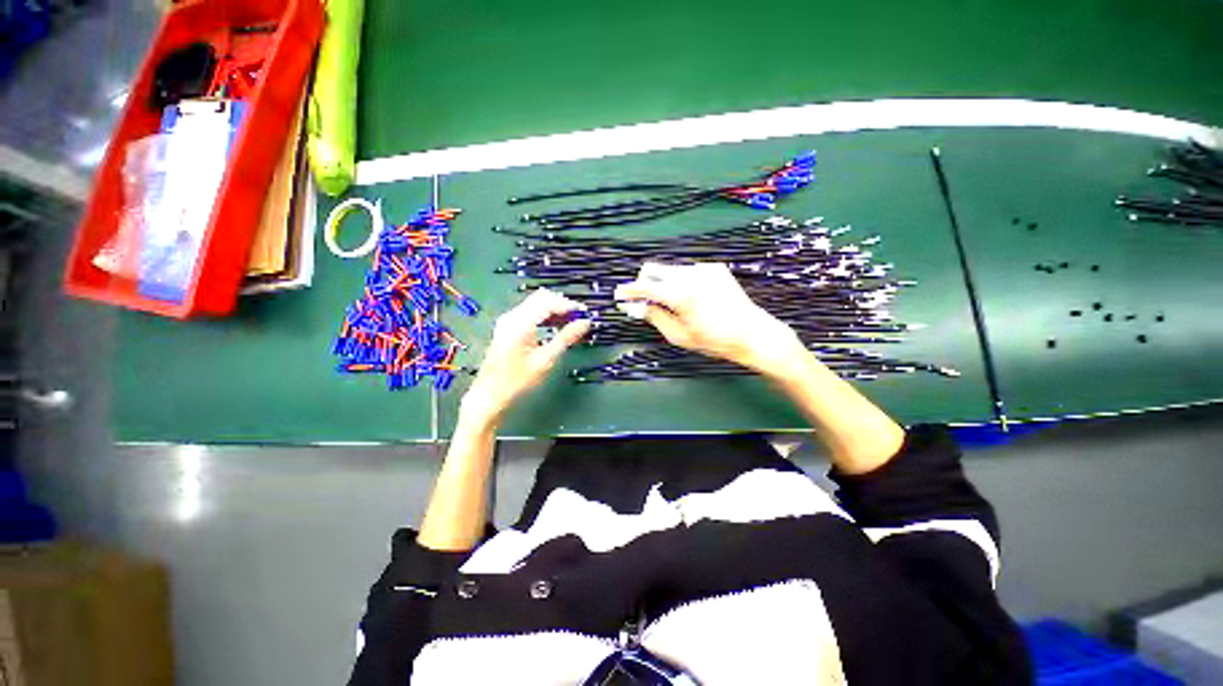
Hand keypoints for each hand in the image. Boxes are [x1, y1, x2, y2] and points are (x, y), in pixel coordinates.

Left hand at [462, 289, 590, 423]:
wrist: (490, 395)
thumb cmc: (518, 380)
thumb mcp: (546, 359)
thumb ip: (566, 337)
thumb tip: (585, 323)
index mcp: (521, 322)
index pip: (549, 302)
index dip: (569, 305)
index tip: (586, 314)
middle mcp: (513, 316)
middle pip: (541, 298)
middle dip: (562, 304)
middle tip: (580, 317)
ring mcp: (508, 321)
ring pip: (536, 304)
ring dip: (555, 309)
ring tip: (572, 322)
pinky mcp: (508, 328)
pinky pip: (530, 313)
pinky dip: (546, 315)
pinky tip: (556, 326)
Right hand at [614, 262, 801, 371]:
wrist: (753, 333)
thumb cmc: (713, 341)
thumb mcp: (679, 335)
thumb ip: (654, 317)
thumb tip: (632, 307)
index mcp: (680, 294)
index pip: (644, 286)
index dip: (628, 291)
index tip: (618, 295)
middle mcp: (690, 274)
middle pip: (653, 268)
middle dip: (644, 282)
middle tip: (643, 300)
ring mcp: (704, 268)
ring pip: (670, 269)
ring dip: (662, 282)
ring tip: (671, 302)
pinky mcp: (715, 268)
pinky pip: (687, 271)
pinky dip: (681, 281)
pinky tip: (691, 297)